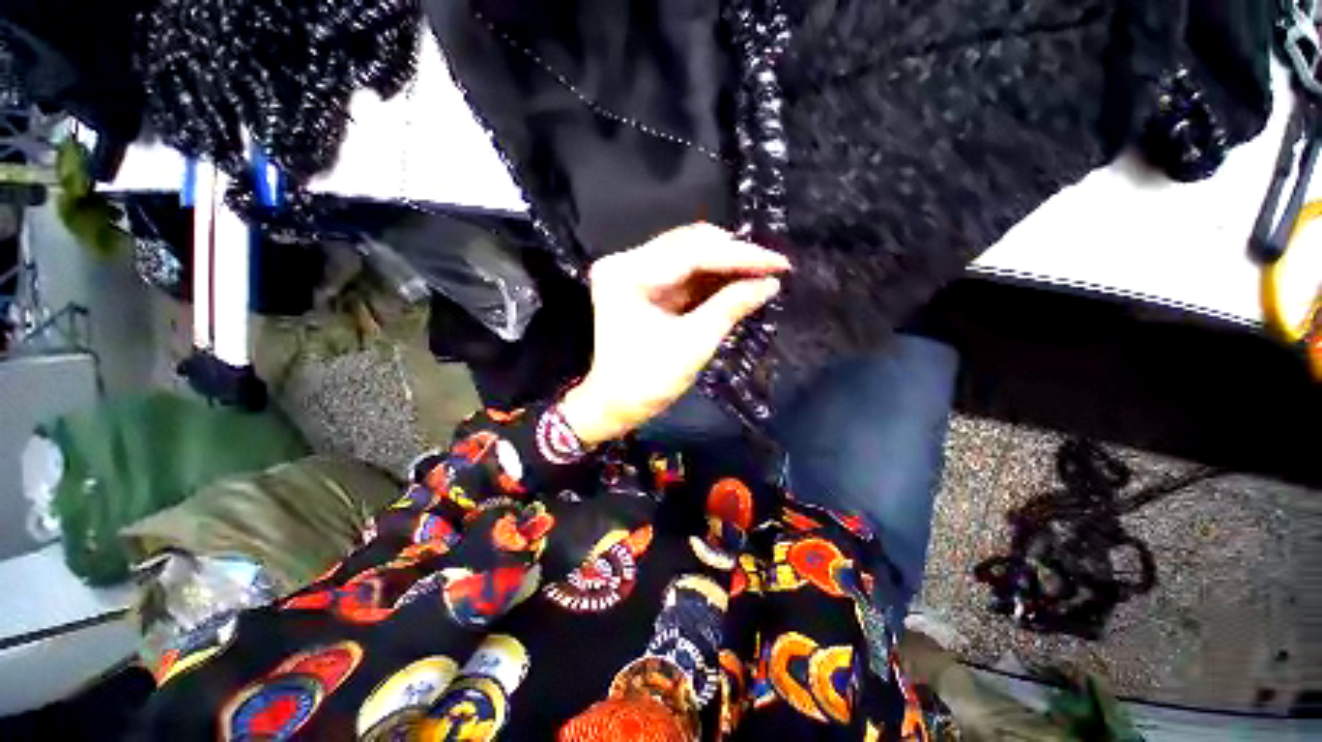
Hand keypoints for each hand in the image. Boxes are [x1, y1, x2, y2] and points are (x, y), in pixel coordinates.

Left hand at [560, 224, 789, 446]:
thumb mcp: (693, 345)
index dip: (740, 256)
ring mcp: (633, 271)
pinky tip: (737, 281)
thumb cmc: (647, 382)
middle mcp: (626, 262)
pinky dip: (711, 277)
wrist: (615, 405)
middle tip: (772, 268)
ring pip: (688, 255)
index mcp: (629, 274)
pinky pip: (683, 272)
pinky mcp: (642, 284)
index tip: (779, 263)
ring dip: (725, 265)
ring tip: (761, 273)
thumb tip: (769, 283)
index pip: (692, 253)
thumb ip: (730, 307)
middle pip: (689, 244)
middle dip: (734, 256)